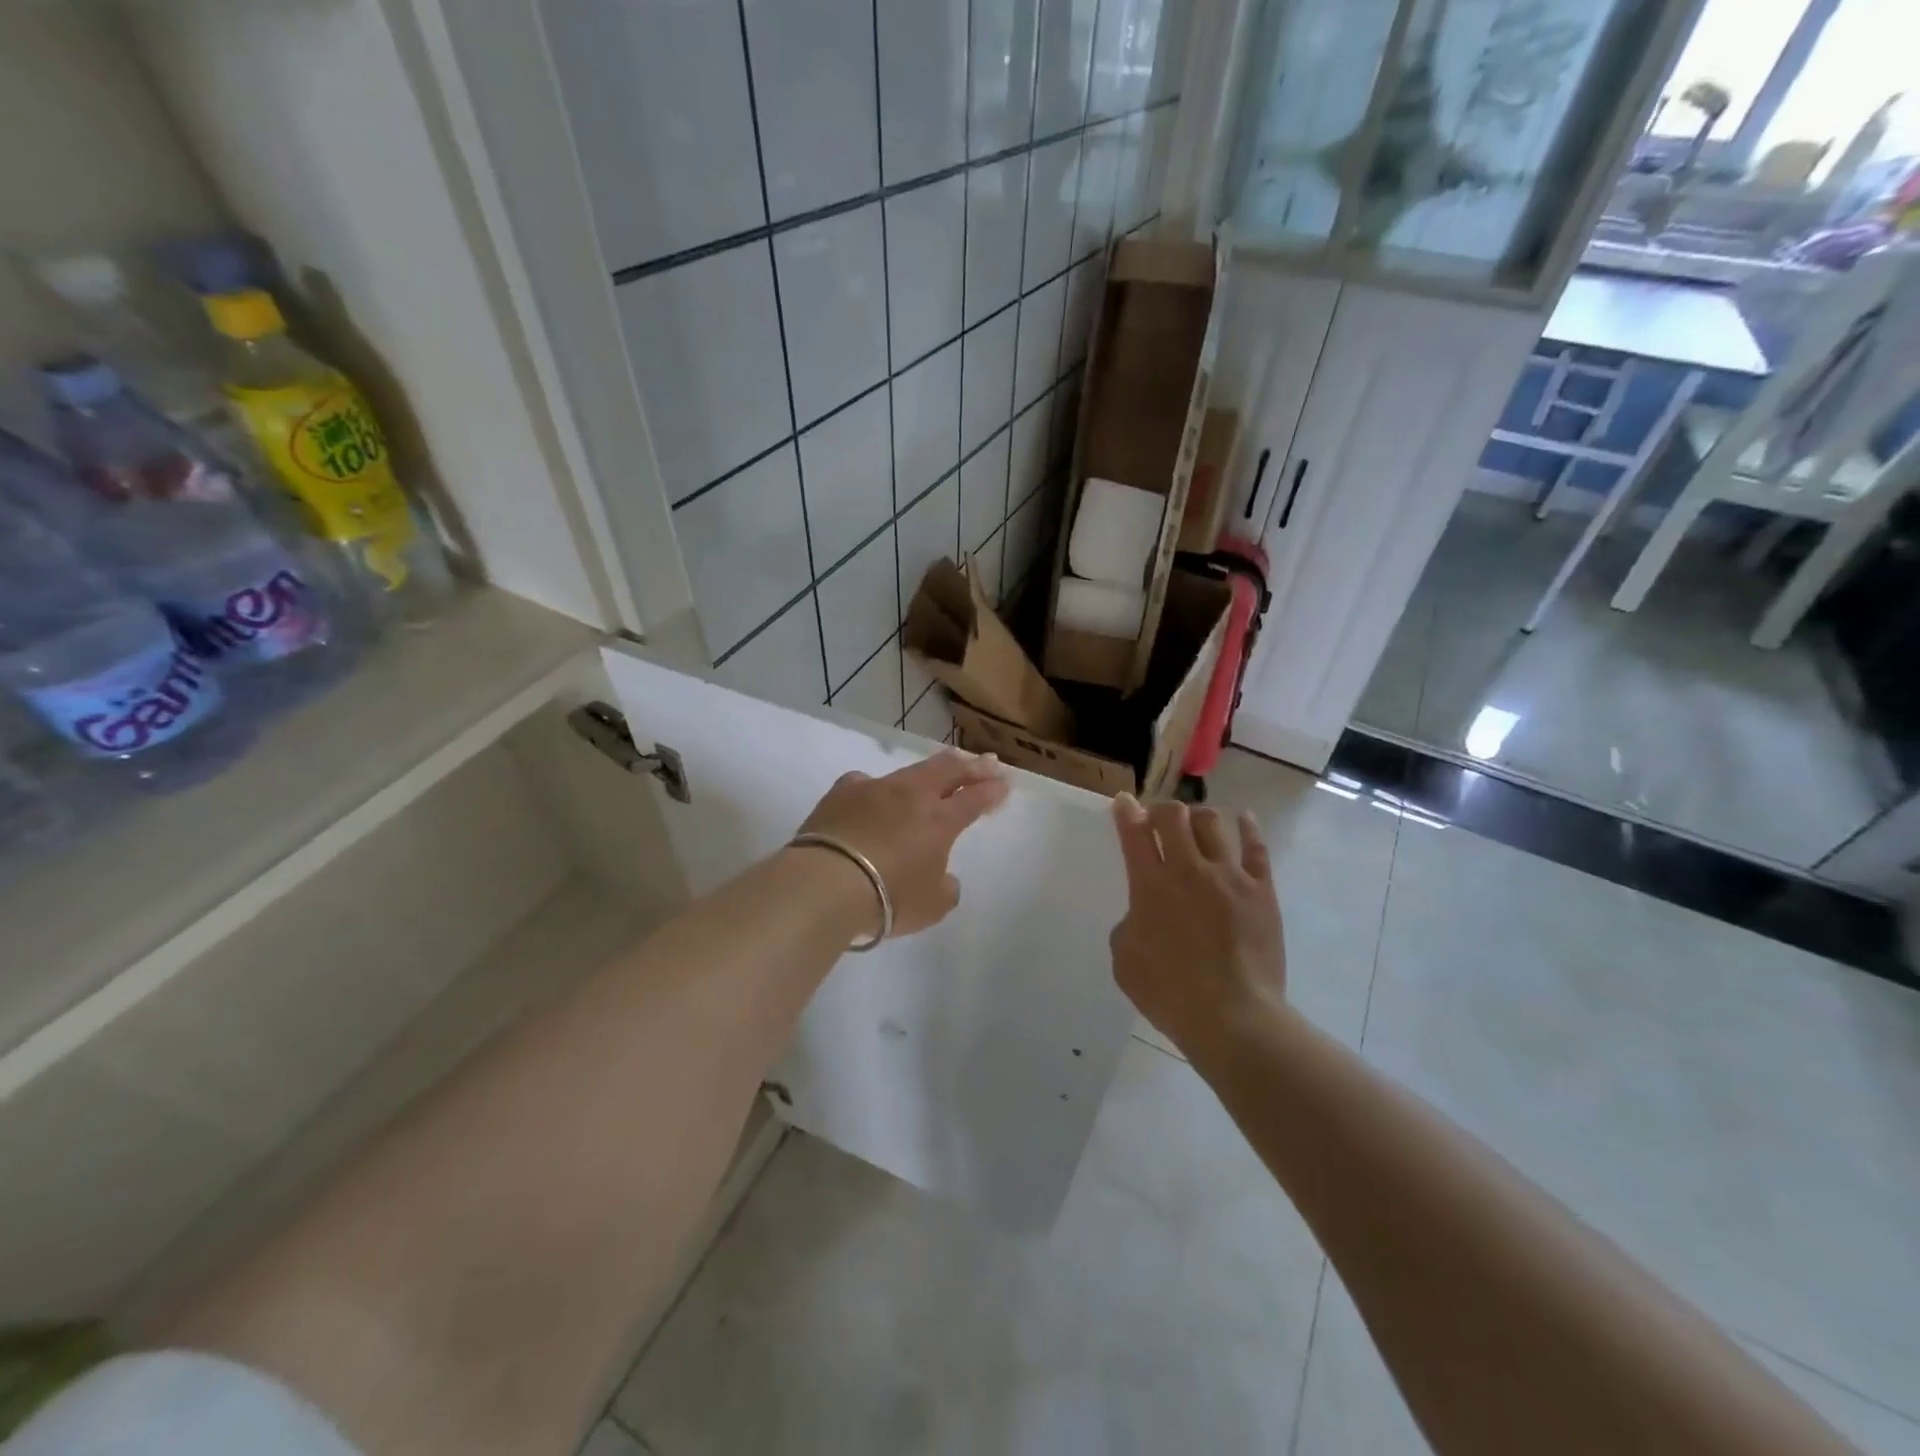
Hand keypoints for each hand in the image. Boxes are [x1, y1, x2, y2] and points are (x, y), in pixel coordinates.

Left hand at [794, 750, 1009, 938]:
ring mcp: (875, 789)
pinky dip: (879, 787)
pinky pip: (866, 782)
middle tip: (988, 761)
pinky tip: (875, 790)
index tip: (1004, 784)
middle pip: (949, 771)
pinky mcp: (842, 792)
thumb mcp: (931, 906)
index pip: (974, 799)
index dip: (991, 791)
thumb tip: (944, 878)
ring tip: (944, 764)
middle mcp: (912, 796)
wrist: (826, 883)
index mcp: (940, 820)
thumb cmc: (888, 898)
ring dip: (933, 768)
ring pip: (911, 770)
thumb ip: (945, 889)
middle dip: (973, 766)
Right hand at [1109, 795, 1286, 1056]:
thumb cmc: (1169, 993)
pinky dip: (1248, 828)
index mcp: (1149, 886)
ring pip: (1212, 823)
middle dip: (1162, 810)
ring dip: (1199, 818)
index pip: (1134, 833)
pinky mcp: (1261, 890)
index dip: (1127, 812)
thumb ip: (1129, 925)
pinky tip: (1245, 819)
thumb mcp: (1125, 960)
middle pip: (1174, 816)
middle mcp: (1188, 870)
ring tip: (1197, 825)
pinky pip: (1256, 848)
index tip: (1125, 801)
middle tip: (1160, 821)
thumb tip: (1144, 914)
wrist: (1232, 1016)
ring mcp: (1228, 876)